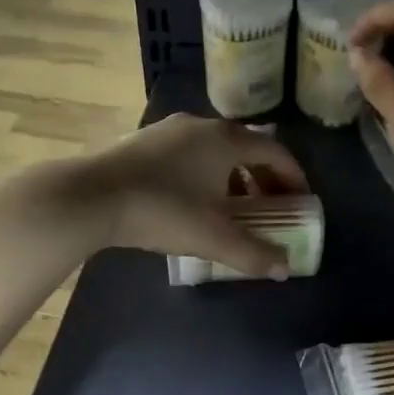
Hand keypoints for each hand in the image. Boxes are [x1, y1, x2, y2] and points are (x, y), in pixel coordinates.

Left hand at [82, 114, 309, 277]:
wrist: (92, 196)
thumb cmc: (162, 211)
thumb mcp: (213, 238)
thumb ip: (253, 254)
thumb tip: (284, 269)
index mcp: (227, 140)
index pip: (276, 151)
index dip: (294, 177)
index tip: (301, 201)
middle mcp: (202, 125)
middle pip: (246, 148)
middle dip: (263, 179)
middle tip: (270, 208)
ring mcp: (169, 130)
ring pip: (215, 151)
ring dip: (232, 177)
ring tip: (232, 209)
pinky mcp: (143, 141)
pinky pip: (188, 154)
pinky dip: (203, 174)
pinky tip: (191, 201)